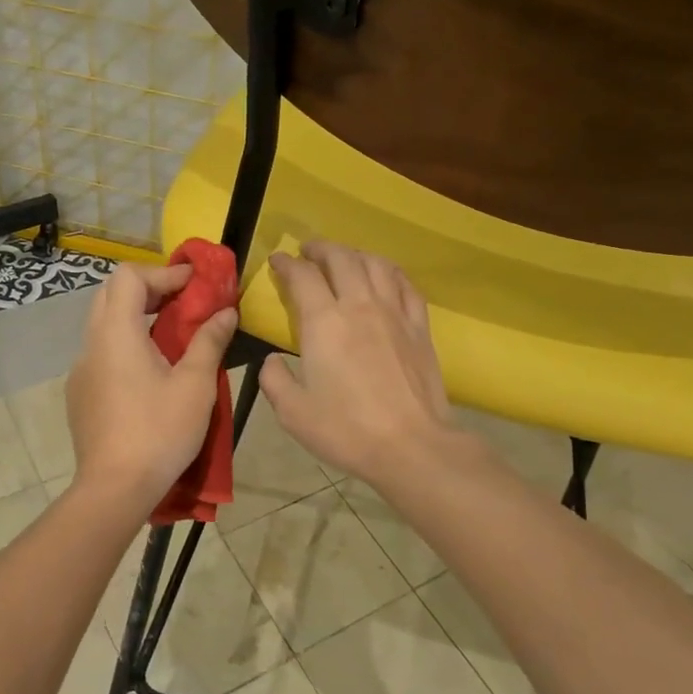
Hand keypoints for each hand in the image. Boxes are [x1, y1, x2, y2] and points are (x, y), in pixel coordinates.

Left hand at [66, 263, 236, 505]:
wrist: (114, 489)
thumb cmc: (159, 432)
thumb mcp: (195, 385)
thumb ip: (209, 341)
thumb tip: (226, 312)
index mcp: (116, 334)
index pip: (129, 276)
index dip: (164, 271)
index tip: (195, 283)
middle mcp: (91, 344)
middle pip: (112, 294)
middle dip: (149, 288)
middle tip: (182, 300)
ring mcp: (81, 370)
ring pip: (104, 324)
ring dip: (135, 316)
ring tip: (171, 333)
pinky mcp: (80, 394)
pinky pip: (101, 353)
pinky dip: (125, 344)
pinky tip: (149, 372)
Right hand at [259, 241, 457, 487]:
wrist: (411, 445)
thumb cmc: (346, 429)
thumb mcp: (293, 412)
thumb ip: (274, 379)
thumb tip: (273, 361)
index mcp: (324, 322)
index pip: (303, 276)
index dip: (286, 264)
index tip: (278, 261)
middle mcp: (359, 305)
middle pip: (341, 258)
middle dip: (321, 248)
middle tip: (308, 251)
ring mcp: (394, 313)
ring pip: (375, 264)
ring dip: (355, 254)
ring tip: (344, 259)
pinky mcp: (419, 327)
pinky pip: (406, 285)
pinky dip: (390, 272)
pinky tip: (384, 276)